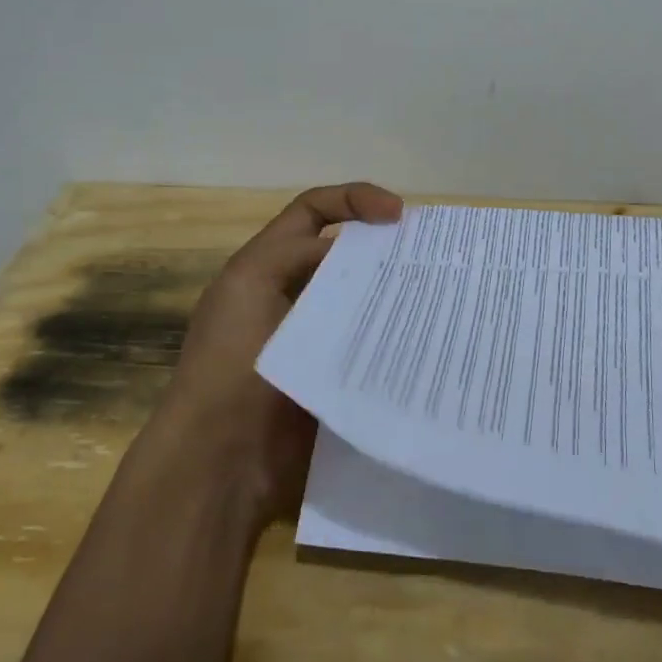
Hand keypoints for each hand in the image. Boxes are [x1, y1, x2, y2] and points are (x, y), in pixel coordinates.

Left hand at [157, 182, 402, 519]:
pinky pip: (372, 346)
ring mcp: (316, 339)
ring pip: (365, 300)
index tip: (398, 213)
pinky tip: (428, 340)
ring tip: (440, 295)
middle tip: (433, 255)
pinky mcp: (336, 377)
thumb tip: (354, 249)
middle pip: (347, 255)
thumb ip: (297, 253)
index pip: (313, 212)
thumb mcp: (251, 285)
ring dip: (396, 294)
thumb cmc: (230, 364)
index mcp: (266, 267)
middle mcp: (293, 296)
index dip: (354, 200)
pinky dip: (396, 339)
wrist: (222, 461)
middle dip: (386, 247)